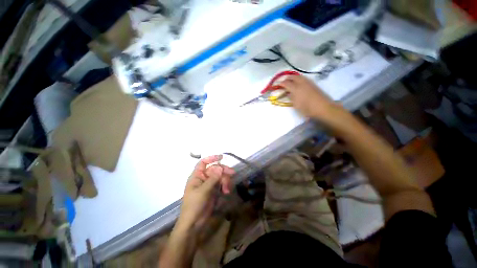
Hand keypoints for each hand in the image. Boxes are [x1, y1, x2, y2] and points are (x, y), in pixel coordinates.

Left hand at [178, 155, 234, 230]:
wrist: (194, 224)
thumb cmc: (194, 205)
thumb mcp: (203, 191)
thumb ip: (212, 178)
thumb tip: (220, 167)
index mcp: (197, 176)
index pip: (204, 163)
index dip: (211, 158)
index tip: (222, 157)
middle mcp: (204, 178)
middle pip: (215, 169)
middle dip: (223, 171)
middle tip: (232, 173)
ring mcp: (209, 184)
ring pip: (220, 176)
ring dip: (225, 181)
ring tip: (227, 189)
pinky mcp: (214, 191)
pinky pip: (222, 184)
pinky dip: (225, 186)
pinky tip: (226, 191)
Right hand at [279, 75, 343, 120]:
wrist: (323, 108)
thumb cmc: (307, 108)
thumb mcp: (296, 104)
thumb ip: (291, 97)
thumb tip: (288, 93)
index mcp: (296, 88)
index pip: (286, 83)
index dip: (281, 83)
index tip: (278, 85)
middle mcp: (302, 83)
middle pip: (293, 77)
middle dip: (287, 78)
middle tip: (283, 82)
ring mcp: (308, 82)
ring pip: (299, 76)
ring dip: (293, 78)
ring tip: (290, 82)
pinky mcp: (313, 84)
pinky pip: (304, 79)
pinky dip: (299, 79)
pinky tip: (298, 84)